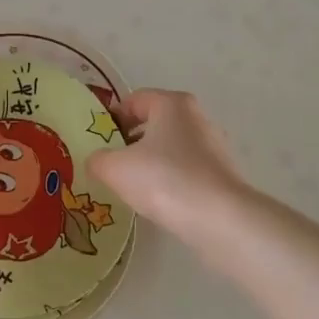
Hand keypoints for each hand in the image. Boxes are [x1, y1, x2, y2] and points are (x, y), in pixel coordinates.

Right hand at [89, 89, 248, 238]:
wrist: (218, 219)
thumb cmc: (163, 179)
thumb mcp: (114, 168)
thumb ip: (98, 159)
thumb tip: (97, 160)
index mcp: (172, 104)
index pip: (134, 100)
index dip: (111, 118)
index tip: (97, 140)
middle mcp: (196, 117)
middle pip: (154, 123)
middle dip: (129, 141)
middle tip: (110, 163)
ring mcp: (213, 146)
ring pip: (170, 148)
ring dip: (149, 162)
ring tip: (130, 186)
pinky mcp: (222, 174)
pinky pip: (185, 169)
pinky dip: (168, 179)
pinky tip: (157, 200)